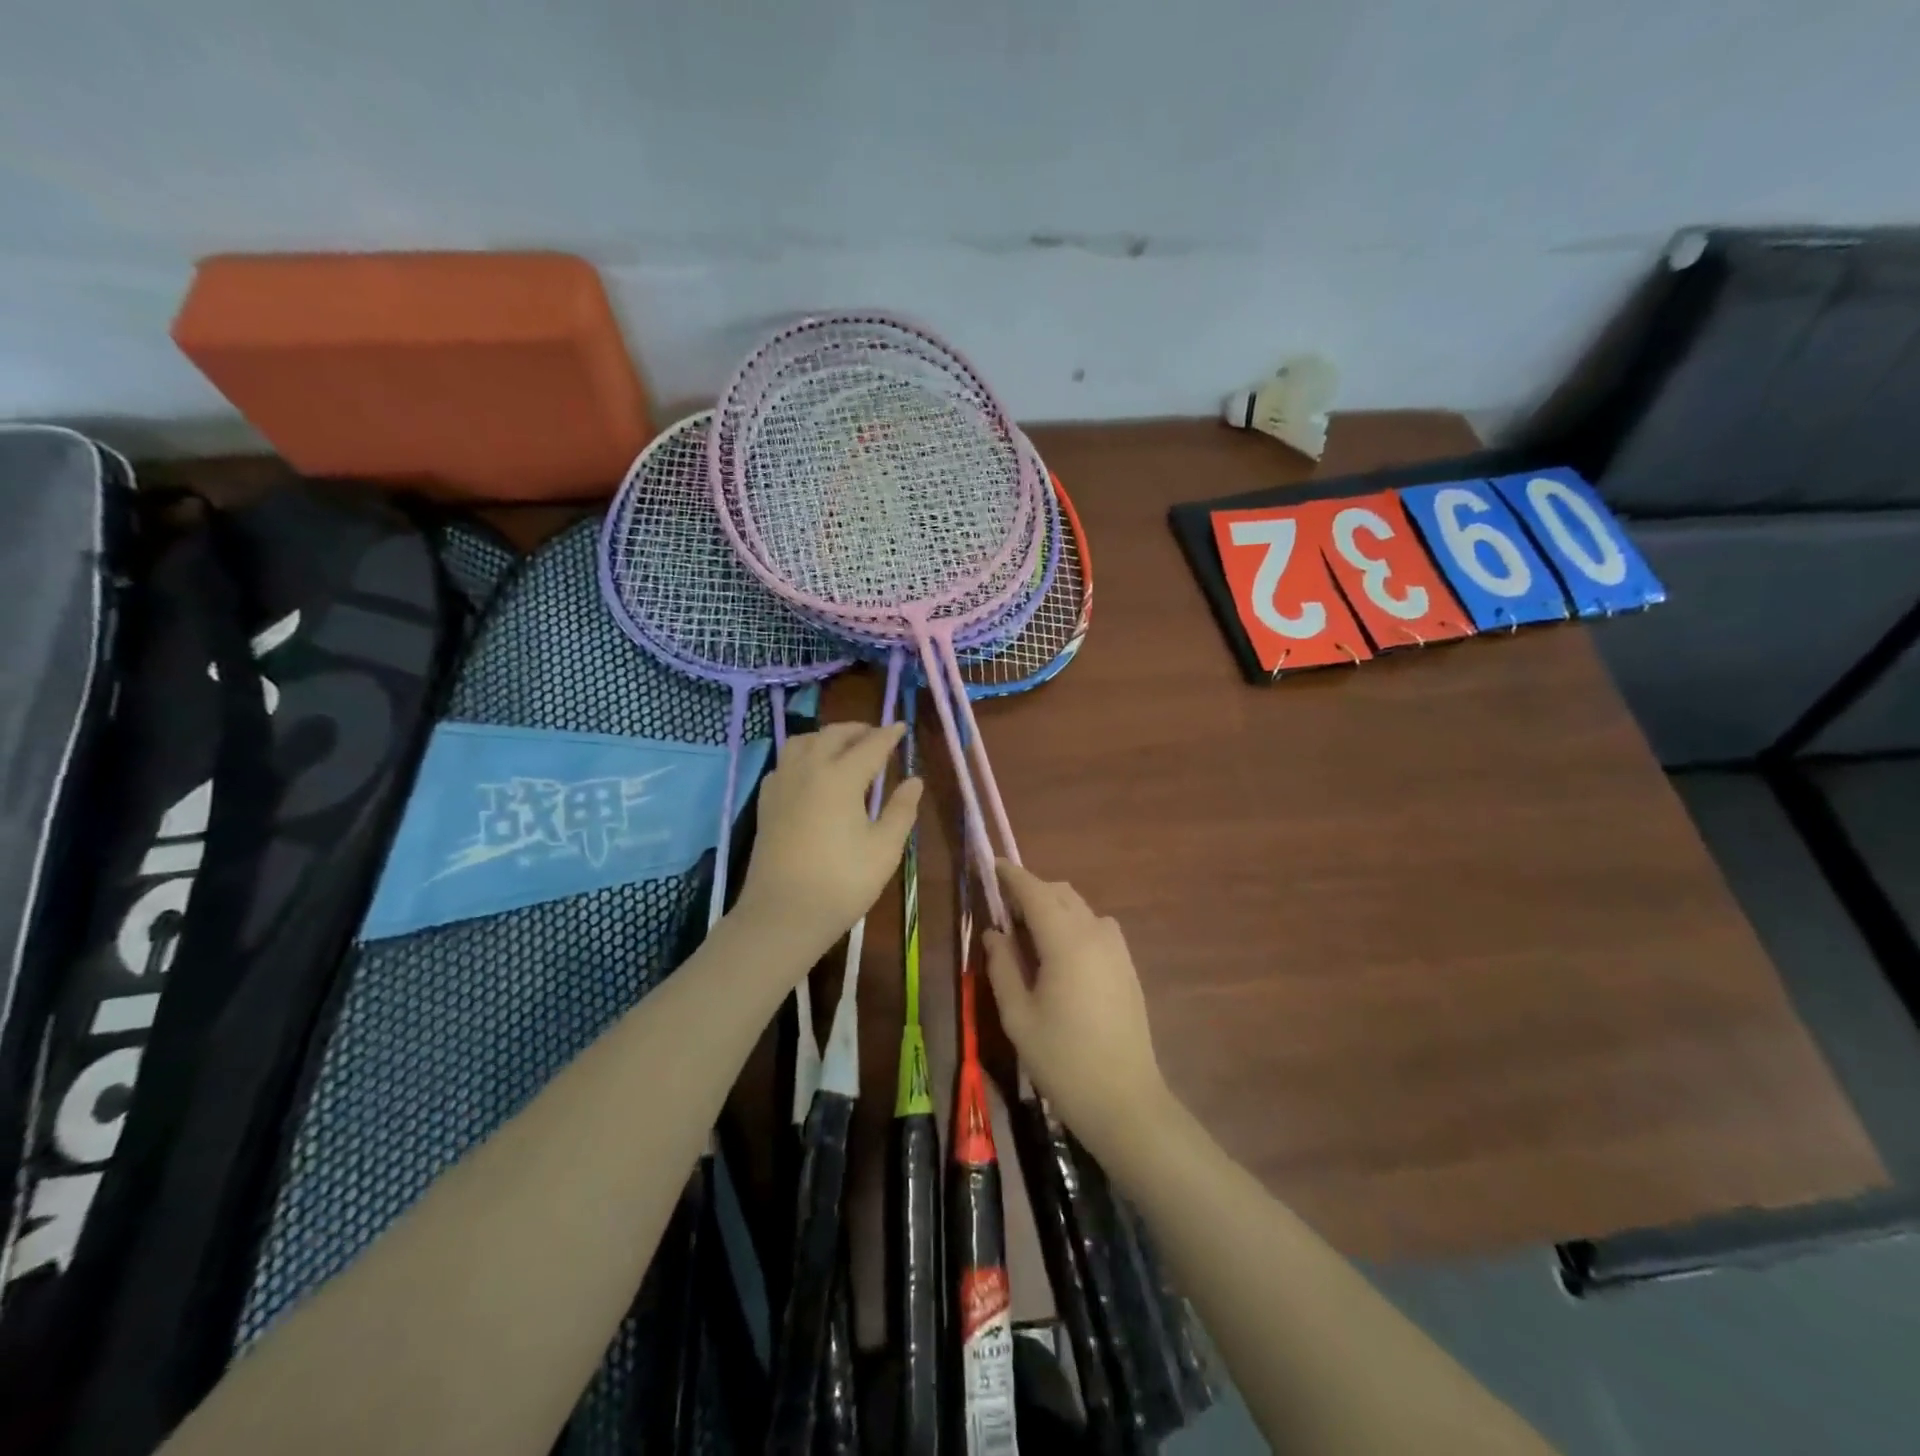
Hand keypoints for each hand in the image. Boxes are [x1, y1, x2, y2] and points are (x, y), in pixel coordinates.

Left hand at [736, 722, 921, 958]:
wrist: (782, 915)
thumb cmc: (841, 883)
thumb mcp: (884, 849)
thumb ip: (901, 810)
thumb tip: (914, 780)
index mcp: (841, 777)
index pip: (870, 745)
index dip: (889, 735)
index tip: (902, 727)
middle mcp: (808, 770)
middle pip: (833, 735)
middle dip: (857, 730)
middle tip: (876, 735)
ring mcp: (782, 784)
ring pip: (802, 742)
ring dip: (826, 737)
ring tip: (843, 747)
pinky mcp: (766, 803)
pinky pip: (785, 763)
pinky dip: (802, 756)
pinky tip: (810, 773)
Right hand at [981, 862, 1175, 1164]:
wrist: (1125, 1101)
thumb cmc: (1062, 1060)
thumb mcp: (1018, 1016)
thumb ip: (1003, 967)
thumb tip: (995, 933)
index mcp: (1066, 941)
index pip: (1035, 892)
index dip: (1012, 876)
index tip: (992, 864)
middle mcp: (1095, 934)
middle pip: (1060, 893)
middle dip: (1031, 891)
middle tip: (1003, 910)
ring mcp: (1117, 949)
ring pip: (1081, 908)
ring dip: (1054, 906)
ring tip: (1030, 934)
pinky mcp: (1128, 966)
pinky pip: (1097, 927)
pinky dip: (1074, 923)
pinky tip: (1060, 955)